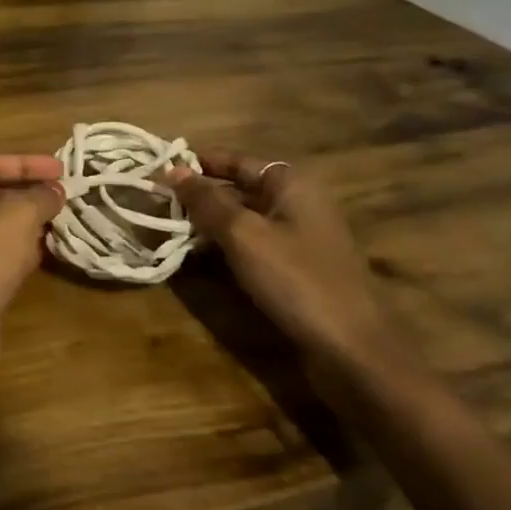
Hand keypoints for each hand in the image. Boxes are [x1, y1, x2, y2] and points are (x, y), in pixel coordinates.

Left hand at [0, 153, 64, 415]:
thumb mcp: (16, 217)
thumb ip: (39, 197)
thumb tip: (56, 189)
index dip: (26, 163)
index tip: (63, 169)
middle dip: (29, 193)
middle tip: (69, 195)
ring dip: (30, 223)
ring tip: (69, 219)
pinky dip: (23, 252)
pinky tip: (53, 251)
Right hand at [162, 152, 412, 385]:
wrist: (353, 350)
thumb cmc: (296, 280)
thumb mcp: (243, 235)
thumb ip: (206, 200)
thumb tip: (171, 169)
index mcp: (291, 184)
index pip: (236, 159)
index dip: (197, 163)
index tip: (158, 170)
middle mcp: (298, 202)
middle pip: (239, 187)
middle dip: (200, 194)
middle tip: (157, 202)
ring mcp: (300, 237)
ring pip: (244, 218)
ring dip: (209, 222)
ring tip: (169, 228)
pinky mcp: (297, 268)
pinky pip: (254, 244)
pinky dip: (226, 245)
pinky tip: (199, 256)